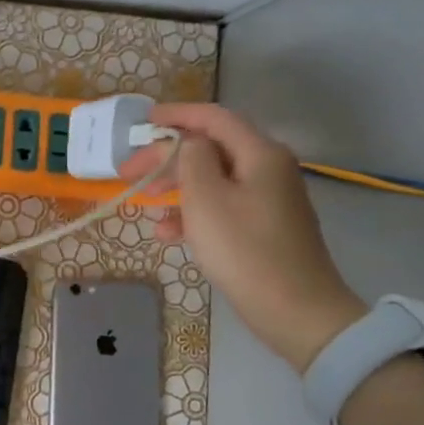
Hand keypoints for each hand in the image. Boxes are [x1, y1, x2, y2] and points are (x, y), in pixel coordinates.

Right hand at [122, 103, 365, 369]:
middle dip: (168, 157)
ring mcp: (268, 200)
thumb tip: (188, 144)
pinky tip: (168, 234)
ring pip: (213, 180)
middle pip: (211, 149)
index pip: (214, 118)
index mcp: (259, 153)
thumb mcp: (206, 198)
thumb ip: (191, 159)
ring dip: (177, 187)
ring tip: (145, 202)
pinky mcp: (264, 228)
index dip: (176, 115)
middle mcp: (268, 169)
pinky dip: (194, 214)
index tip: (143, 121)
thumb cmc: (244, 249)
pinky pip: (222, 208)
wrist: (295, 309)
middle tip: (129, 172)